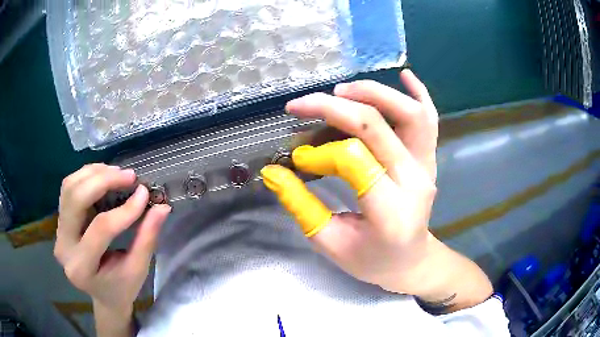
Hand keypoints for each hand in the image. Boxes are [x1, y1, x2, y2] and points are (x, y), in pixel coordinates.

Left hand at [54, 164, 170, 312]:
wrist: (102, 295)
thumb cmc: (121, 288)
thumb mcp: (138, 270)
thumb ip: (147, 238)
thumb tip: (162, 207)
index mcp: (82, 267)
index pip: (101, 228)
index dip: (124, 209)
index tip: (144, 194)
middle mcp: (63, 246)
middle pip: (76, 198)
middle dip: (103, 181)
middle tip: (129, 176)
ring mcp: (58, 231)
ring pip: (69, 187)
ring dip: (94, 174)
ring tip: (117, 173)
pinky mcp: (60, 221)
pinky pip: (68, 188)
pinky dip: (87, 176)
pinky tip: (103, 177)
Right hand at [261, 70, 439, 292]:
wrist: (410, 261)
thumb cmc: (372, 260)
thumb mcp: (331, 244)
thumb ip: (301, 206)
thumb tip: (272, 172)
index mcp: (390, 211)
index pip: (354, 160)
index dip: (320, 154)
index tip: (299, 160)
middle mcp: (414, 180)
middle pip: (377, 127)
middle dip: (334, 108)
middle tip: (302, 105)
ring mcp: (426, 165)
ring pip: (410, 113)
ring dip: (374, 93)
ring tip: (341, 91)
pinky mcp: (429, 158)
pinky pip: (431, 118)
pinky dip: (419, 92)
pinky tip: (405, 74)